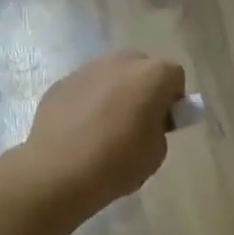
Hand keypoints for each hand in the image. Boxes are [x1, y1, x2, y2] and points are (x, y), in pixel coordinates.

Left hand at [22, 51, 186, 214]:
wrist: (58, 171)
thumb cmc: (117, 163)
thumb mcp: (156, 153)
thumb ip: (158, 129)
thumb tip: (147, 122)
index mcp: (153, 75)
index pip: (175, 75)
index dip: (174, 99)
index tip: (165, 123)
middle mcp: (121, 63)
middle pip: (141, 67)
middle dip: (144, 88)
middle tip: (138, 121)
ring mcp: (87, 70)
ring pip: (110, 75)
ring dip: (114, 92)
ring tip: (105, 128)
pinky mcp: (60, 84)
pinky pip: (85, 88)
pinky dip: (88, 102)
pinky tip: (80, 131)